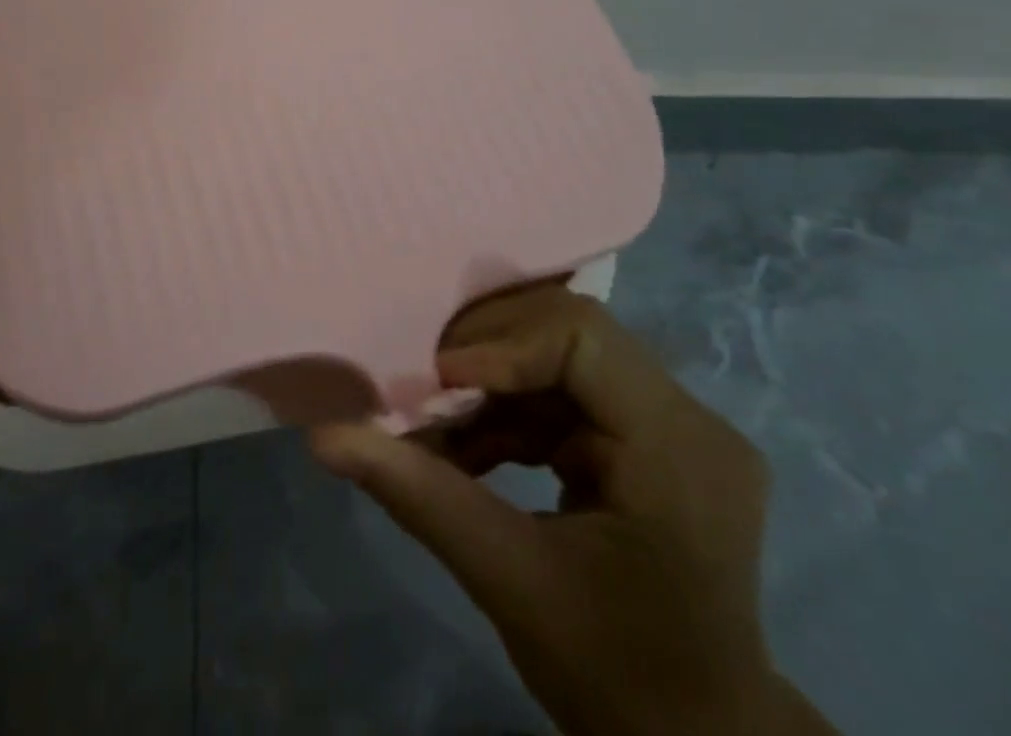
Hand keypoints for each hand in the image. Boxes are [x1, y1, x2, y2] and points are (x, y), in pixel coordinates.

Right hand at [309, 282, 835, 735]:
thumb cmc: (619, 676)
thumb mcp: (511, 583)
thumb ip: (418, 494)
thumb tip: (325, 436)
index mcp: (676, 443)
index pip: (581, 338)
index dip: (500, 345)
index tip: (435, 383)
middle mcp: (685, 415)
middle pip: (568, 333)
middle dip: (485, 354)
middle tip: (422, 387)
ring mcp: (669, 426)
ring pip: (558, 356)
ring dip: (487, 384)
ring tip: (432, 421)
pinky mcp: (645, 443)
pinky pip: (563, 395)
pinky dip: (505, 413)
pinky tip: (462, 449)